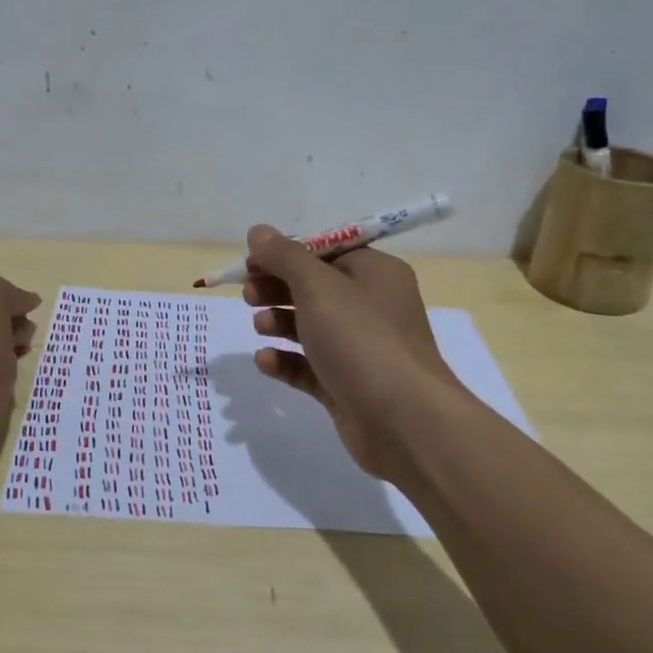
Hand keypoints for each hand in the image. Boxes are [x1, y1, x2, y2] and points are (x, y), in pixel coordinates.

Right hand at [244, 225, 464, 485]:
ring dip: (280, 322)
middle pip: (315, 288)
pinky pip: (310, 366)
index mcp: (375, 273)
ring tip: (259, 326)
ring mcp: (361, 349)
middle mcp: (372, 307)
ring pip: (311, 327)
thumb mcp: (318, 287)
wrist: (404, 421)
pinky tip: (264, 360)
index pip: (326, 251)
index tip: (251, 262)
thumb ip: (285, 257)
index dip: (286, 254)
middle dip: (278, 288)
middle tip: (248, 295)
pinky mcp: (348, 386)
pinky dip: (286, 361)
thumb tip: (259, 231)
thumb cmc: (362, 340)